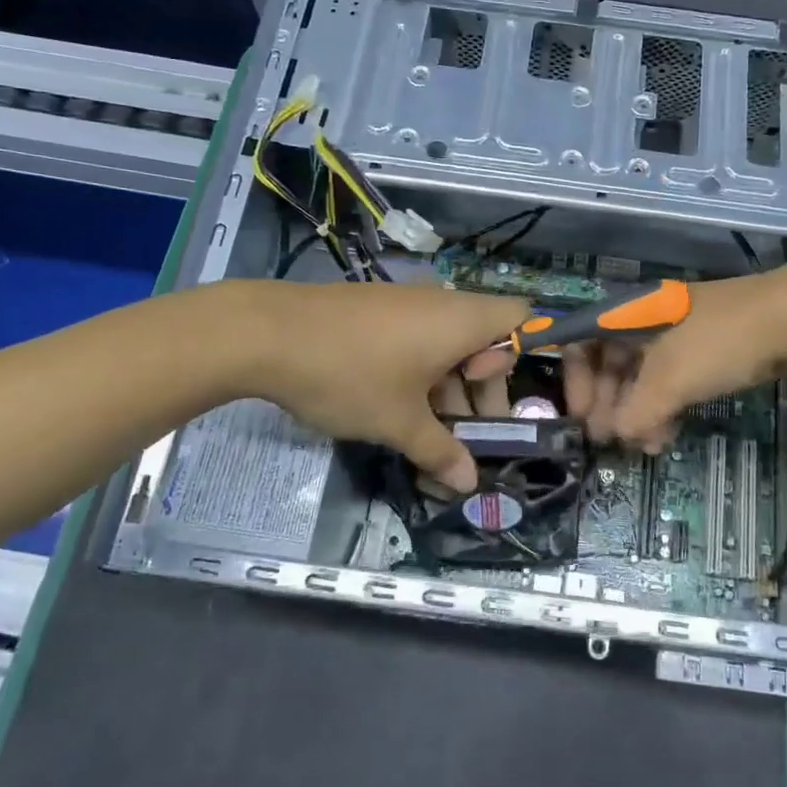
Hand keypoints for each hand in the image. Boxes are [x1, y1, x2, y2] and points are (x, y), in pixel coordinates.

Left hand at [238, 281, 524, 491]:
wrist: (265, 333)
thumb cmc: (350, 374)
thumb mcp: (398, 422)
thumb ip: (440, 452)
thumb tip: (469, 484)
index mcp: (461, 320)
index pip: (520, 317)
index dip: (519, 357)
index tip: (487, 397)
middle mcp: (440, 302)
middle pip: (483, 338)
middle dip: (479, 388)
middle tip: (463, 433)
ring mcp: (404, 302)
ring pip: (445, 342)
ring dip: (446, 385)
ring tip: (425, 431)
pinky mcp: (374, 309)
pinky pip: (415, 337)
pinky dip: (418, 369)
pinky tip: (392, 406)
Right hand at [562, 263, 786, 449]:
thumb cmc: (720, 340)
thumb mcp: (671, 379)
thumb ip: (637, 411)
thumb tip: (618, 435)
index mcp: (631, 313)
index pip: (583, 339)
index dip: (575, 378)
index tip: (581, 416)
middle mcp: (648, 320)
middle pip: (611, 361)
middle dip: (607, 403)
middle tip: (609, 440)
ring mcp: (679, 334)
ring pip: (643, 375)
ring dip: (637, 412)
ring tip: (645, 446)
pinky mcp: (706, 350)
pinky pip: (672, 380)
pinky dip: (664, 407)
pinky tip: (668, 435)